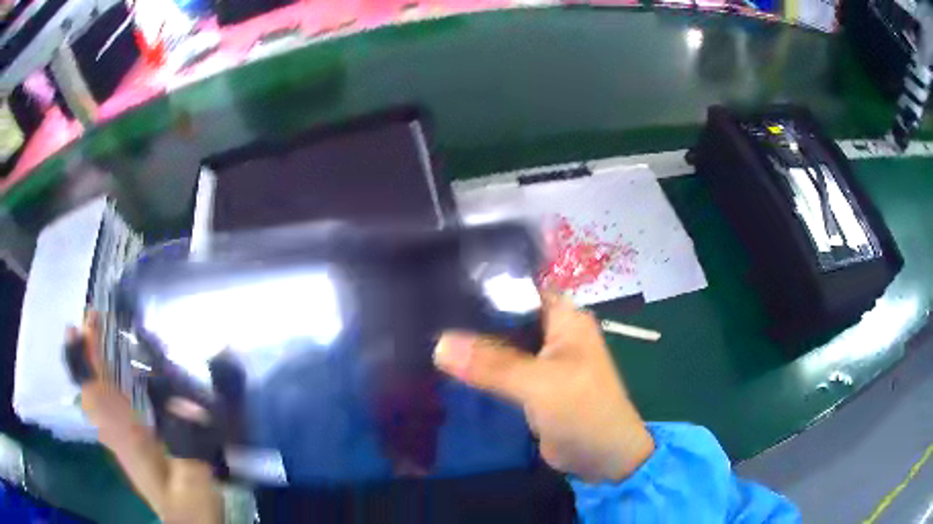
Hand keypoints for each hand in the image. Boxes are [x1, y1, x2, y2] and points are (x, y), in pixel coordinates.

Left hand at [65, 312, 223, 523]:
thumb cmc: (191, 506)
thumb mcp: (195, 481)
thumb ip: (189, 449)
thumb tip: (186, 405)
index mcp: (129, 438)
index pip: (99, 393)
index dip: (87, 358)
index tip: (82, 324)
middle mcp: (116, 435)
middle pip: (91, 389)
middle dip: (85, 354)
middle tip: (89, 319)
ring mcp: (119, 442)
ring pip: (94, 399)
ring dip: (89, 367)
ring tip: (91, 341)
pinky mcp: (127, 446)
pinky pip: (102, 409)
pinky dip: (97, 387)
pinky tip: (101, 381)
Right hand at [433, 294, 653, 482]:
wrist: (602, 458)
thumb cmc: (583, 410)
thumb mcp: (539, 383)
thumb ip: (491, 364)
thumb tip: (439, 344)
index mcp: (565, 319)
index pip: (521, 289)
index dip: (486, 285)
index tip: (443, 282)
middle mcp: (554, 333)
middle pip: (507, 317)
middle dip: (473, 317)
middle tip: (428, 311)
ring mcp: (542, 361)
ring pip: (502, 345)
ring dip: (474, 345)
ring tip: (430, 334)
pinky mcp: (532, 385)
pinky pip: (501, 370)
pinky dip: (481, 369)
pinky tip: (448, 365)